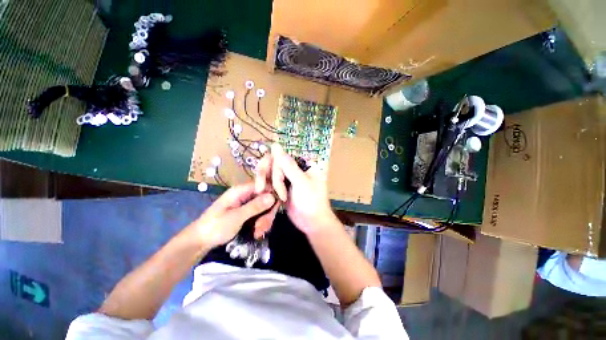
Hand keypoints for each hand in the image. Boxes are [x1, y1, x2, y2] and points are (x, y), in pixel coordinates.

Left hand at [187, 183, 275, 247]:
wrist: (200, 241)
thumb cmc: (215, 227)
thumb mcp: (236, 217)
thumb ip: (255, 206)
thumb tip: (273, 196)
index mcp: (241, 190)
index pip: (264, 186)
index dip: (273, 195)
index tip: (275, 209)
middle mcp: (245, 194)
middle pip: (266, 198)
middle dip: (267, 213)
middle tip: (263, 228)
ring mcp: (246, 203)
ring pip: (264, 207)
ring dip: (264, 220)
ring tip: (258, 232)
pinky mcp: (247, 211)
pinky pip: (260, 213)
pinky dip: (261, 223)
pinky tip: (257, 232)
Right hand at [255, 144, 339, 235]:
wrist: (312, 222)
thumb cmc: (311, 201)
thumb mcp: (300, 182)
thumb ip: (287, 164)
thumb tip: (275, 144)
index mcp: (302, 163)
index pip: (282, 156)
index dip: (273, 165)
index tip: (267, 178)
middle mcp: (294, 168)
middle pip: (273, 163)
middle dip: (271, 178)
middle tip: (266, 189)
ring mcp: (287, 178)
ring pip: (270, 173)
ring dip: (268, 184)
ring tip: (276, 198)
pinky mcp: (282, 187)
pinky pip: (270, 182)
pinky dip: (267, 188)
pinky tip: (267, 196)